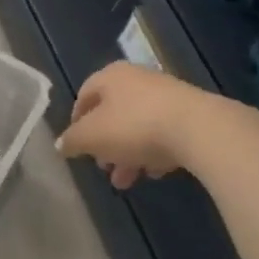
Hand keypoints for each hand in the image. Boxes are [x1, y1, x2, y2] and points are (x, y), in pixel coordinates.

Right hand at [58, 61, 205, 189]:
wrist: (198, 129)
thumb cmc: (134, 126)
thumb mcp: (91, 137)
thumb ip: (72, 141)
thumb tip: (60, 144)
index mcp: (110, 77)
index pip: (84, 95)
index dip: (76, 121)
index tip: (75, 145)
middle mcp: (137, 80)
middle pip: (112, 114)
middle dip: (105, 145)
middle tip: (103, 168)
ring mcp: (166, 95)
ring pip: (138, 127)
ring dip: (128, 154)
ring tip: (126, 181)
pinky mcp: (190, 114)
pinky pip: (163, 133)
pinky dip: (154, 152)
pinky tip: (154, 172)